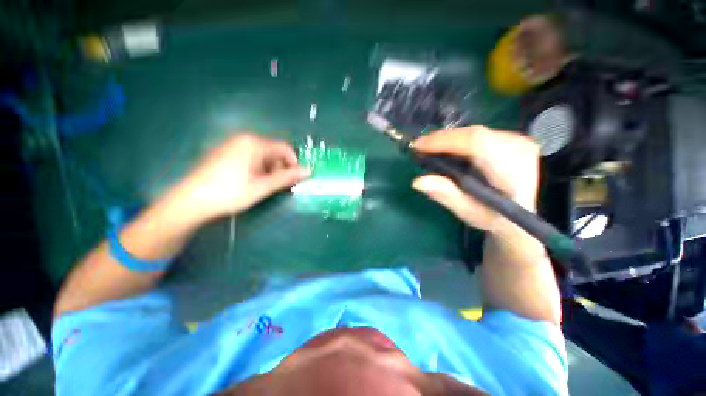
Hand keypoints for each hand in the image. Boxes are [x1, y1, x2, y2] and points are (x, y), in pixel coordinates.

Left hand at [177, 133, 309, 219]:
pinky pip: (251, 157)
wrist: (190, 201)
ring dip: (269, 170)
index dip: (293, 164)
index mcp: (254, 143)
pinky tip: (250, 182)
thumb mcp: (262, 187)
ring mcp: (233, 144)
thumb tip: (309, 171)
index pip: (285, 149)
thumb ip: (287, 178)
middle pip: (274, 152)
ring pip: (263, 156)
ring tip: (262, 186)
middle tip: (275, 186)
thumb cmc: (230, 193)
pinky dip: (258, 169)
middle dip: (280, 168)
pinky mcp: (226, 152)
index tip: (293, 180)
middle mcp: (244, 139)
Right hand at [411, 126, 539, 233]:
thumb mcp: (467, 211)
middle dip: (442, 140)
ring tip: (429, 149)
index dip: (445, 141)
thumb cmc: (491, 217)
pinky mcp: (511, 138)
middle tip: (419, 148)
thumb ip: (446, 195)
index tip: (418, 146)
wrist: (519, 215)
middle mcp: (519, 149)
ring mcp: (518, 140)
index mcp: (512, 173)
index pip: (477, 144)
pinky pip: (478, 134)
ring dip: (448, 139)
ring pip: (474, 132)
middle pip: (474, 135)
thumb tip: (417, 181)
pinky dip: (458, 140)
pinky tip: (446, 149)